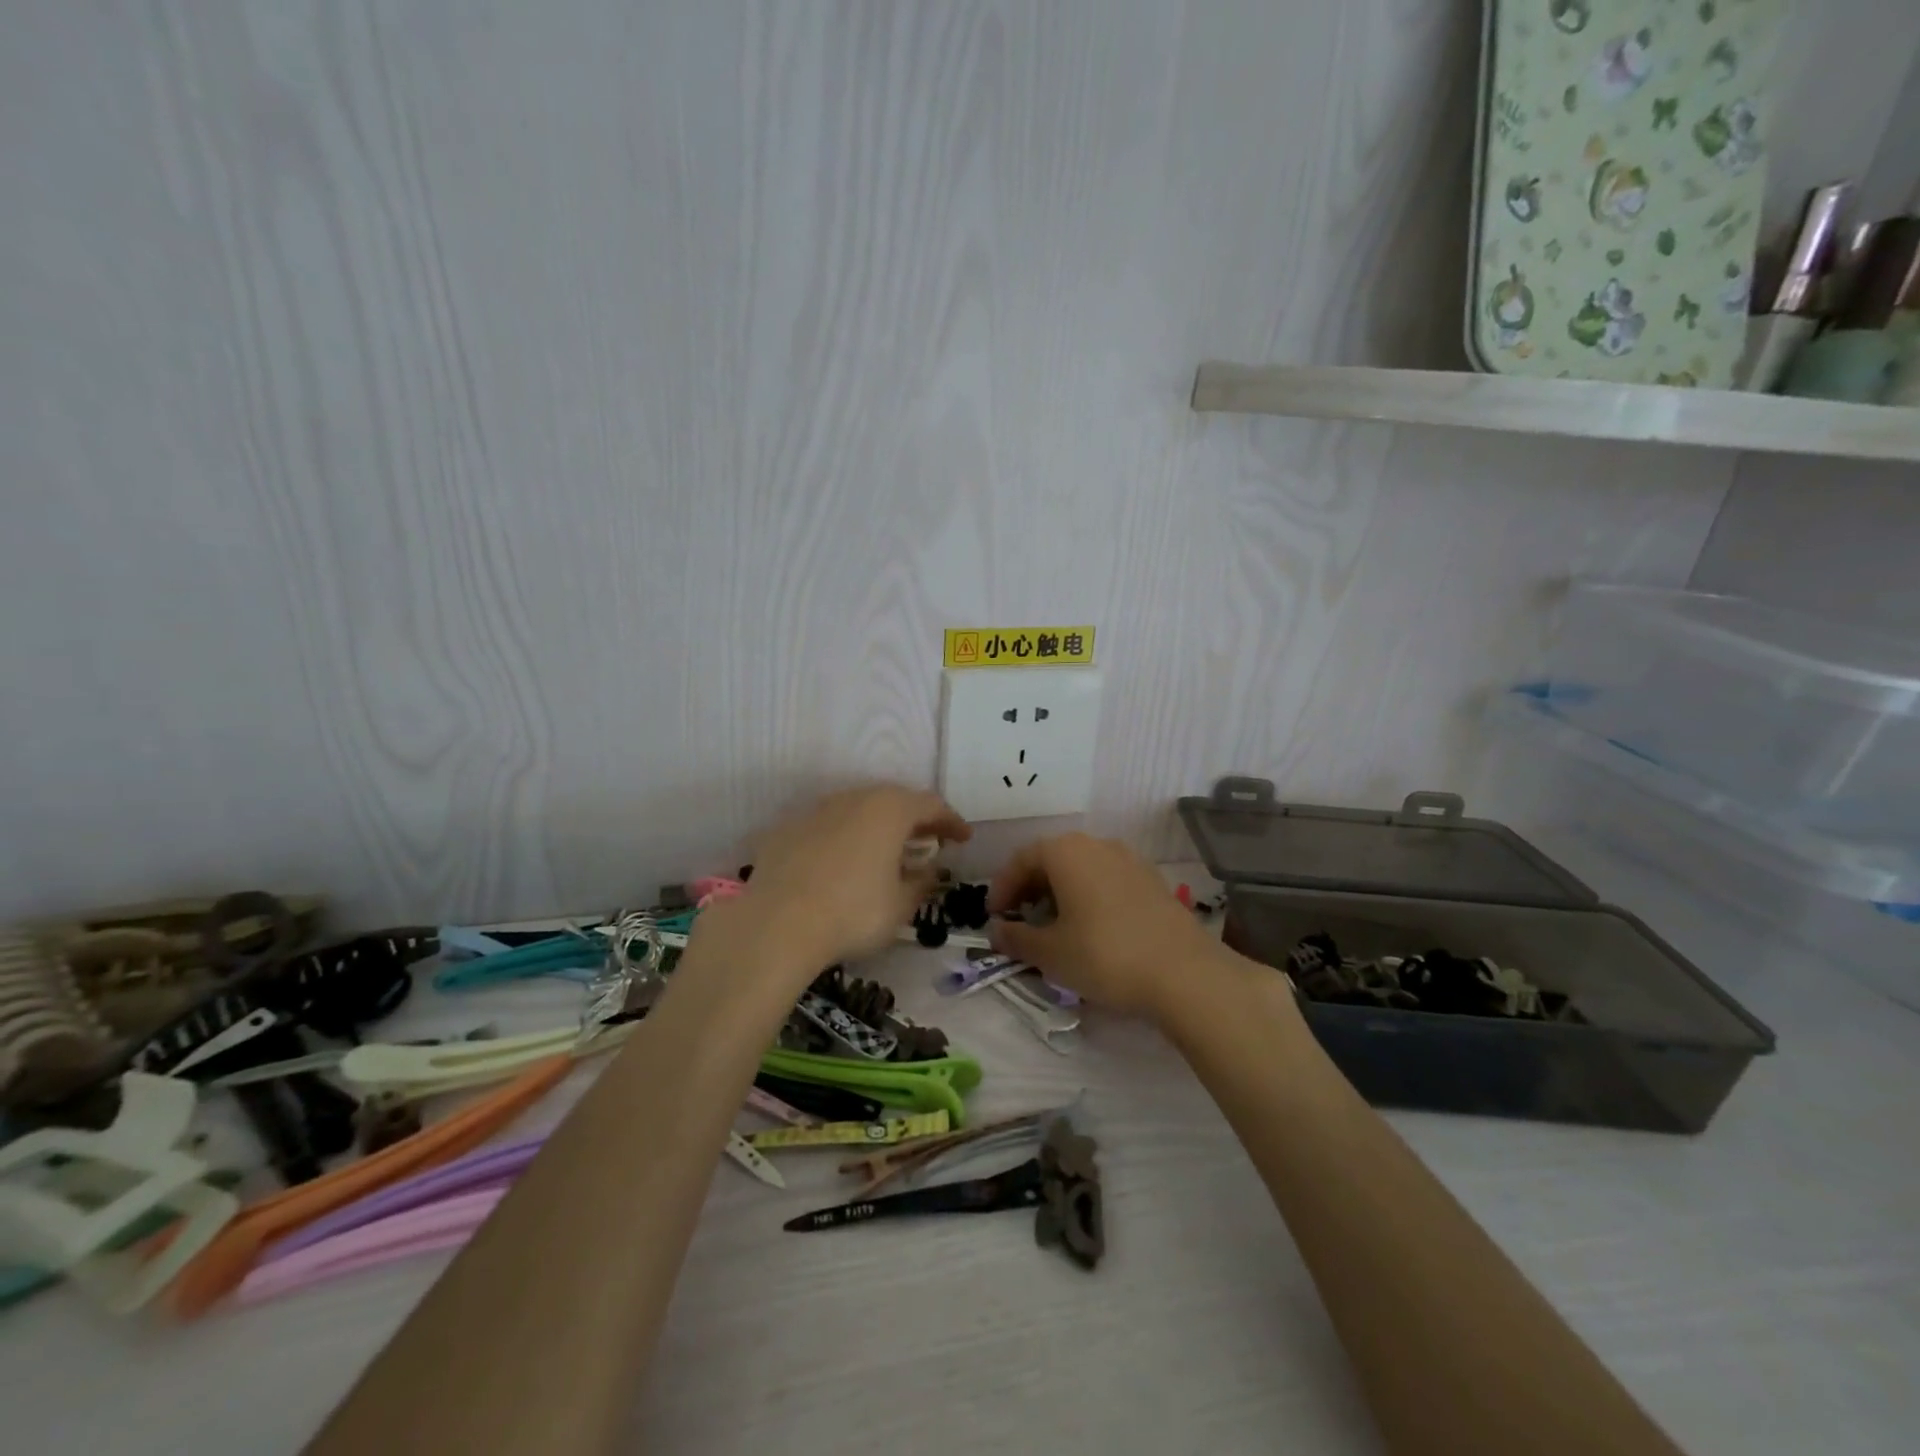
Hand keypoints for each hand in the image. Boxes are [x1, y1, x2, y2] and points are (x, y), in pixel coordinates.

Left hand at [704, 785, 969, 976]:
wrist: (775, 925)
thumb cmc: (852, 913)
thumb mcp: (900, 905)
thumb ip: (921, 882)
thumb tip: (929, 871)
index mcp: (889, 810)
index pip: (931, 805)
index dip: (951, 821)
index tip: (963, 839)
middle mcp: (854, 799)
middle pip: (894, 800)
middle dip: (915, 819)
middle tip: (929, 840)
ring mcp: (816, 810)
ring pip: (857, 809)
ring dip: (877, 826)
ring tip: (886, 851)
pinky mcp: (787, 829)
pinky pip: (827, 826)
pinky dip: (844, 838)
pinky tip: (843, 863)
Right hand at [987, 834, 1226, 1018]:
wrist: (1184, 974)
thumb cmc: (1104, 955)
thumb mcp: (1050, 953)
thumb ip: (1016, 938)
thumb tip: (996, 930)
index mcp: (1066, 851)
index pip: (1022, 859)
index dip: (1002, 887)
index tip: (993, 917)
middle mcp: (1098, 845)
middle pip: (1052, 859)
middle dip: (1030, 889)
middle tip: (1020, 921)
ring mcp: (1130, 860)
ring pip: (1081, 869)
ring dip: (1060, 893)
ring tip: (1053, 927)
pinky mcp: (1152, 881)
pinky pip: (1106, 880)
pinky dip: (1088, 897)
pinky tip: (1090, 929)